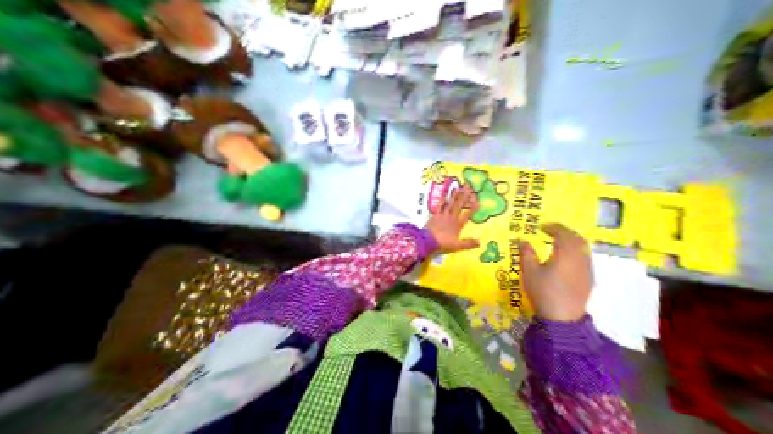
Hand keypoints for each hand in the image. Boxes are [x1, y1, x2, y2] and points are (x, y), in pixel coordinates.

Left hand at [426, 186, 481, 254]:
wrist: (428, 241)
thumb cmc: (443, 243)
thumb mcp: (457, 246)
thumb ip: (468, 243)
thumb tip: (480, 242)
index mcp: (457, 225)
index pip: (467, 215)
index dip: (473, 208)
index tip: (478, 201)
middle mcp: (451, 218)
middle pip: (459, 206)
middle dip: (464, 197)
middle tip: (468, 187)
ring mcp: (443, 215)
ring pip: (450, 204)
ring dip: (454, 196)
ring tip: (458, 188)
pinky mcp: (435, 215)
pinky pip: (439, 206)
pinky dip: (442, 200)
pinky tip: (445, 195)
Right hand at [518, 224, 592, 322]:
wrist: (562, 318)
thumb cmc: (544, 292)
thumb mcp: (530, 272)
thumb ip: (527, 254)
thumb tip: (522, 240)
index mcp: (565, 253)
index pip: (562, 233)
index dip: (552, 227)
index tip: (542, 227)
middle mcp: (580, 257)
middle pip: (576, 238)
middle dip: (565, 231)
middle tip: (552, 231)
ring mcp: (587, 269)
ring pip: (583, 248)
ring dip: (572, 241)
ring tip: (559, 243)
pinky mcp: (589, 279)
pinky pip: (585, 258)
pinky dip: (576, 252)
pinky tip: (567, 259)